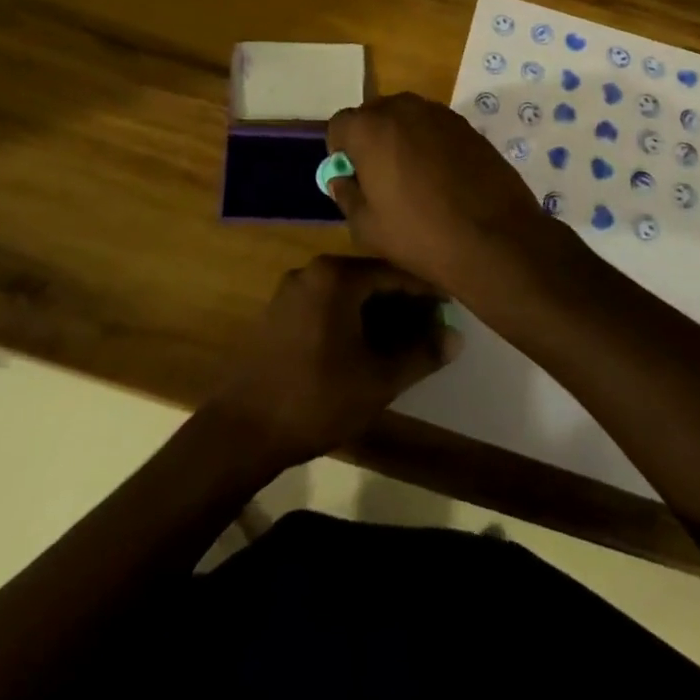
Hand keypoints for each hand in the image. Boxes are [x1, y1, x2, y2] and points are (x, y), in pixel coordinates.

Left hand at [206, 255, 460, 467]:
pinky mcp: (279, 312)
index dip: (425, 291)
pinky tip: (367, 347)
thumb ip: (420, 354)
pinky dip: (351, 319)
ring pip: (347, 293)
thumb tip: (456, 338)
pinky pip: (327, 305)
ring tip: (406, 341)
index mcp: (336, 276)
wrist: (244, 428)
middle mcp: (312, 271)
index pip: (393, 272)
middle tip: (432, 328)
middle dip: (402, 303)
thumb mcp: (378, 380)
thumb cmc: (317, 398)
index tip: (451, 307)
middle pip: (369, 279)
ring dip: (377, 313)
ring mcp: (291, 290)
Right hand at [326, 92, 583, 299]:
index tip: (351, 177)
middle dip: (370, 139)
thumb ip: (346, 195)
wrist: (496, 239)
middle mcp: (403, 108)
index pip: (339, 124)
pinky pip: (434, 127)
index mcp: (370, 128)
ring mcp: (439, 114)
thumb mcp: (367, 227)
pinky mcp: (467, 125)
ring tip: (413, 178)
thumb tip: (341, 179)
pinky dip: (429, 143)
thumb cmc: (420, 234)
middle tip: (380, 177)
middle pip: (373, 114)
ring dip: (401, 138)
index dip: (340, 151)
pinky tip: (441, 177)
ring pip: (406, 118)